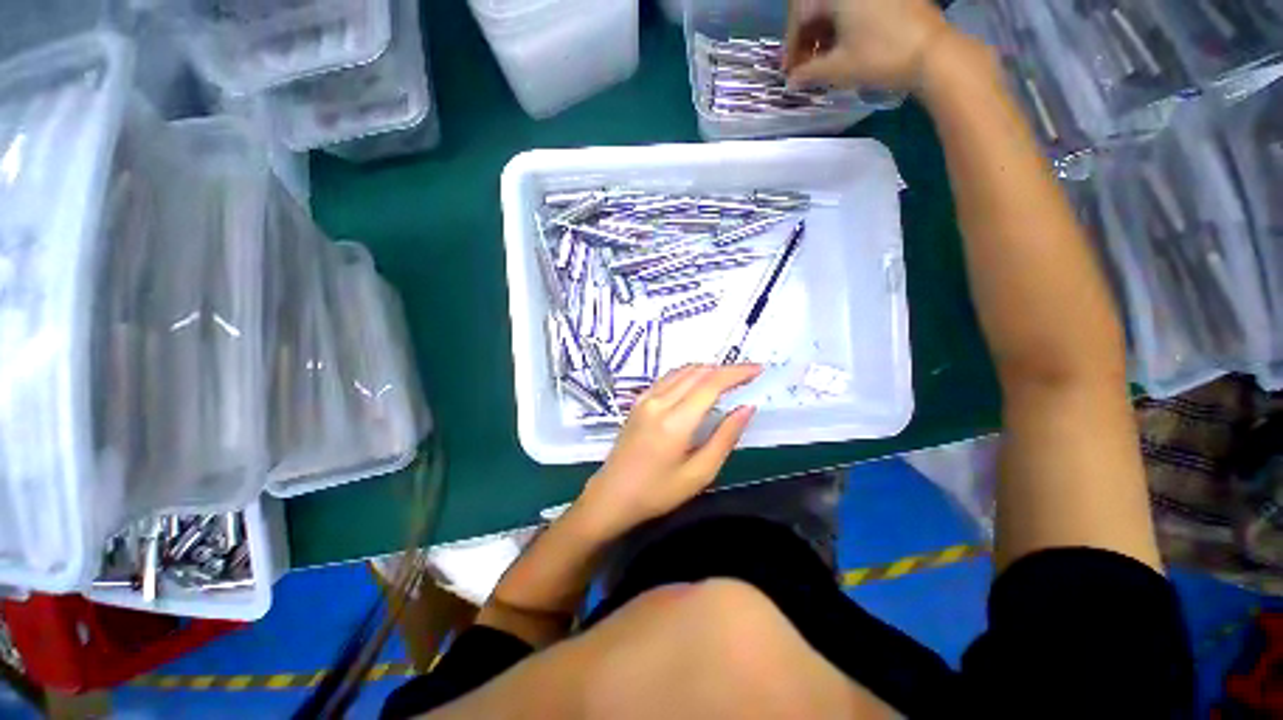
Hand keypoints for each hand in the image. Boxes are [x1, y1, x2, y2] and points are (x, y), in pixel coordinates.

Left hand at [573, 364, 761, 538]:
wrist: (611, 495)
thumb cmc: (657, 493)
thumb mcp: (699, 474)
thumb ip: (725, 438)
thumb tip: (746, 408)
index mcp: (675, 421)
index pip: (711, 384)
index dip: (737, 372)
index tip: (758, 369)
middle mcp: (659, 401)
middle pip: (697, 372)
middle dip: (726, 369)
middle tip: (748, 375)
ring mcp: (645, 398)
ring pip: (682, 371)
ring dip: (708, 369)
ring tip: (729, 378)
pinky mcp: (638, 401)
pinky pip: (668, 377)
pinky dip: (689, 374)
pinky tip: (699, 383)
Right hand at [784, 0, 954, 91]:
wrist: (933, 52)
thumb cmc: (880, 56)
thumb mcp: (838, 68)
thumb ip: (808, 73)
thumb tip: (792, 81)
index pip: (801, 13)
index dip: (791, 45)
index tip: (789, 71)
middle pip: (818, 7)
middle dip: (807, 38)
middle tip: (804, 67)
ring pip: (837, 8)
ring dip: (824, 33)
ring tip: (822, 62)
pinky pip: (855, 7)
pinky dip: (844, 26)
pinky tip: (843, 48)